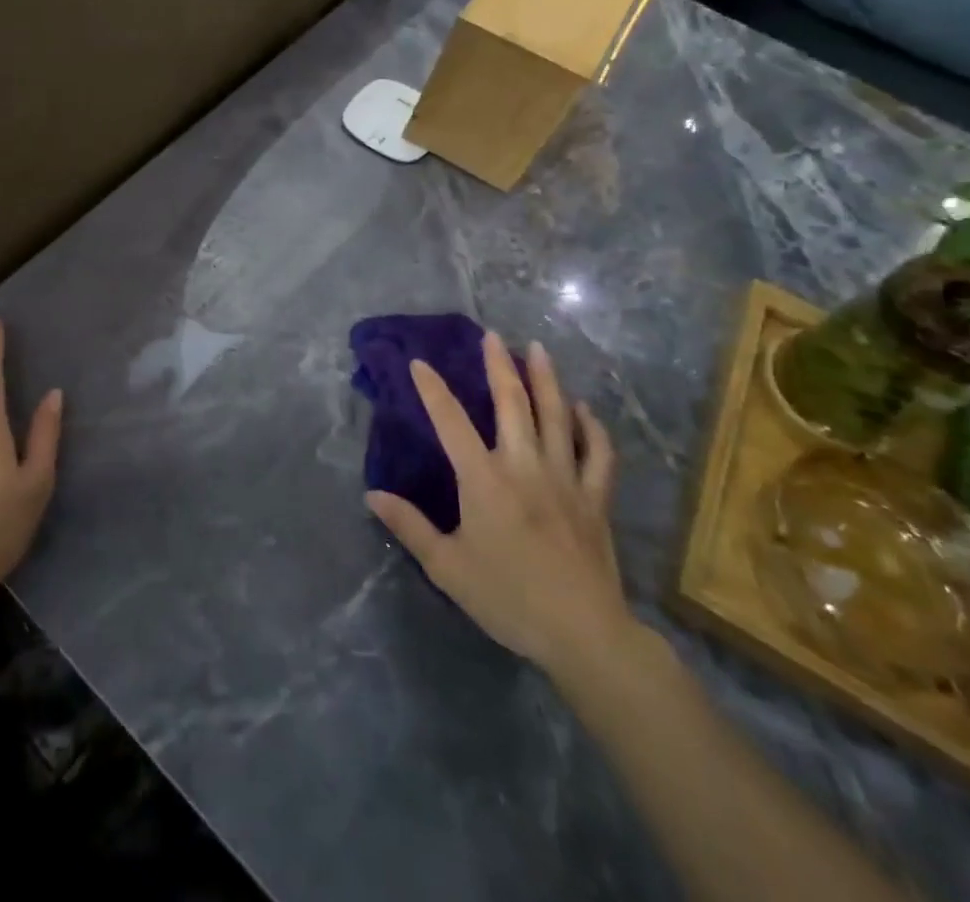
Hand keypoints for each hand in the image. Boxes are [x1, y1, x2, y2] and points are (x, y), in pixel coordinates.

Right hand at [365, 333, 630, 673]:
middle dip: (499, 366)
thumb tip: (372, 494)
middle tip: (492, 335)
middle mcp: (524, 466)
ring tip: (538, 349)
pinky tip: (584, 410)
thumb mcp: (447, 566)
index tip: (418, 361)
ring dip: (546, 379)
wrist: (584, 634)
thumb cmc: (508, 598)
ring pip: (556, 416)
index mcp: (484, 479)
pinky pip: (597, 453)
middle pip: (512, 404)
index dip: (432, 389)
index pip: (450, 422)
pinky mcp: (595, 498)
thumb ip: (409, 526)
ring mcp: (565, 479)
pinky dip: (591, 427)